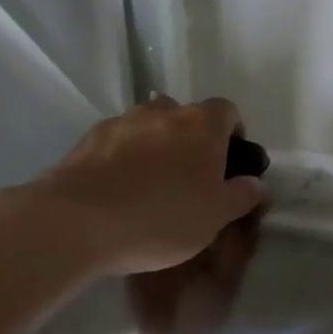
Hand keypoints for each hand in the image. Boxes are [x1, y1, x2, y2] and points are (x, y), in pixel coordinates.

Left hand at [27, 97, 266, 275]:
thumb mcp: (217, 215)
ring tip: (151, 185)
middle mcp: (162, 112)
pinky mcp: (84, 142)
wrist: (75, 223)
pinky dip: (122, 160)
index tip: (231, 161)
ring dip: (155, 147)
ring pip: (147, 127)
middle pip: (185, 115)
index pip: (227, 110)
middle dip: (191, 139)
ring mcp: (120, 123)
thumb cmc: (163, 216)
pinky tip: (119, 192)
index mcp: (201, 124)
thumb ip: (243, 195)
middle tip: (191, 177)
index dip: (233, 132)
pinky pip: (115, 144)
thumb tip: (256, 183)